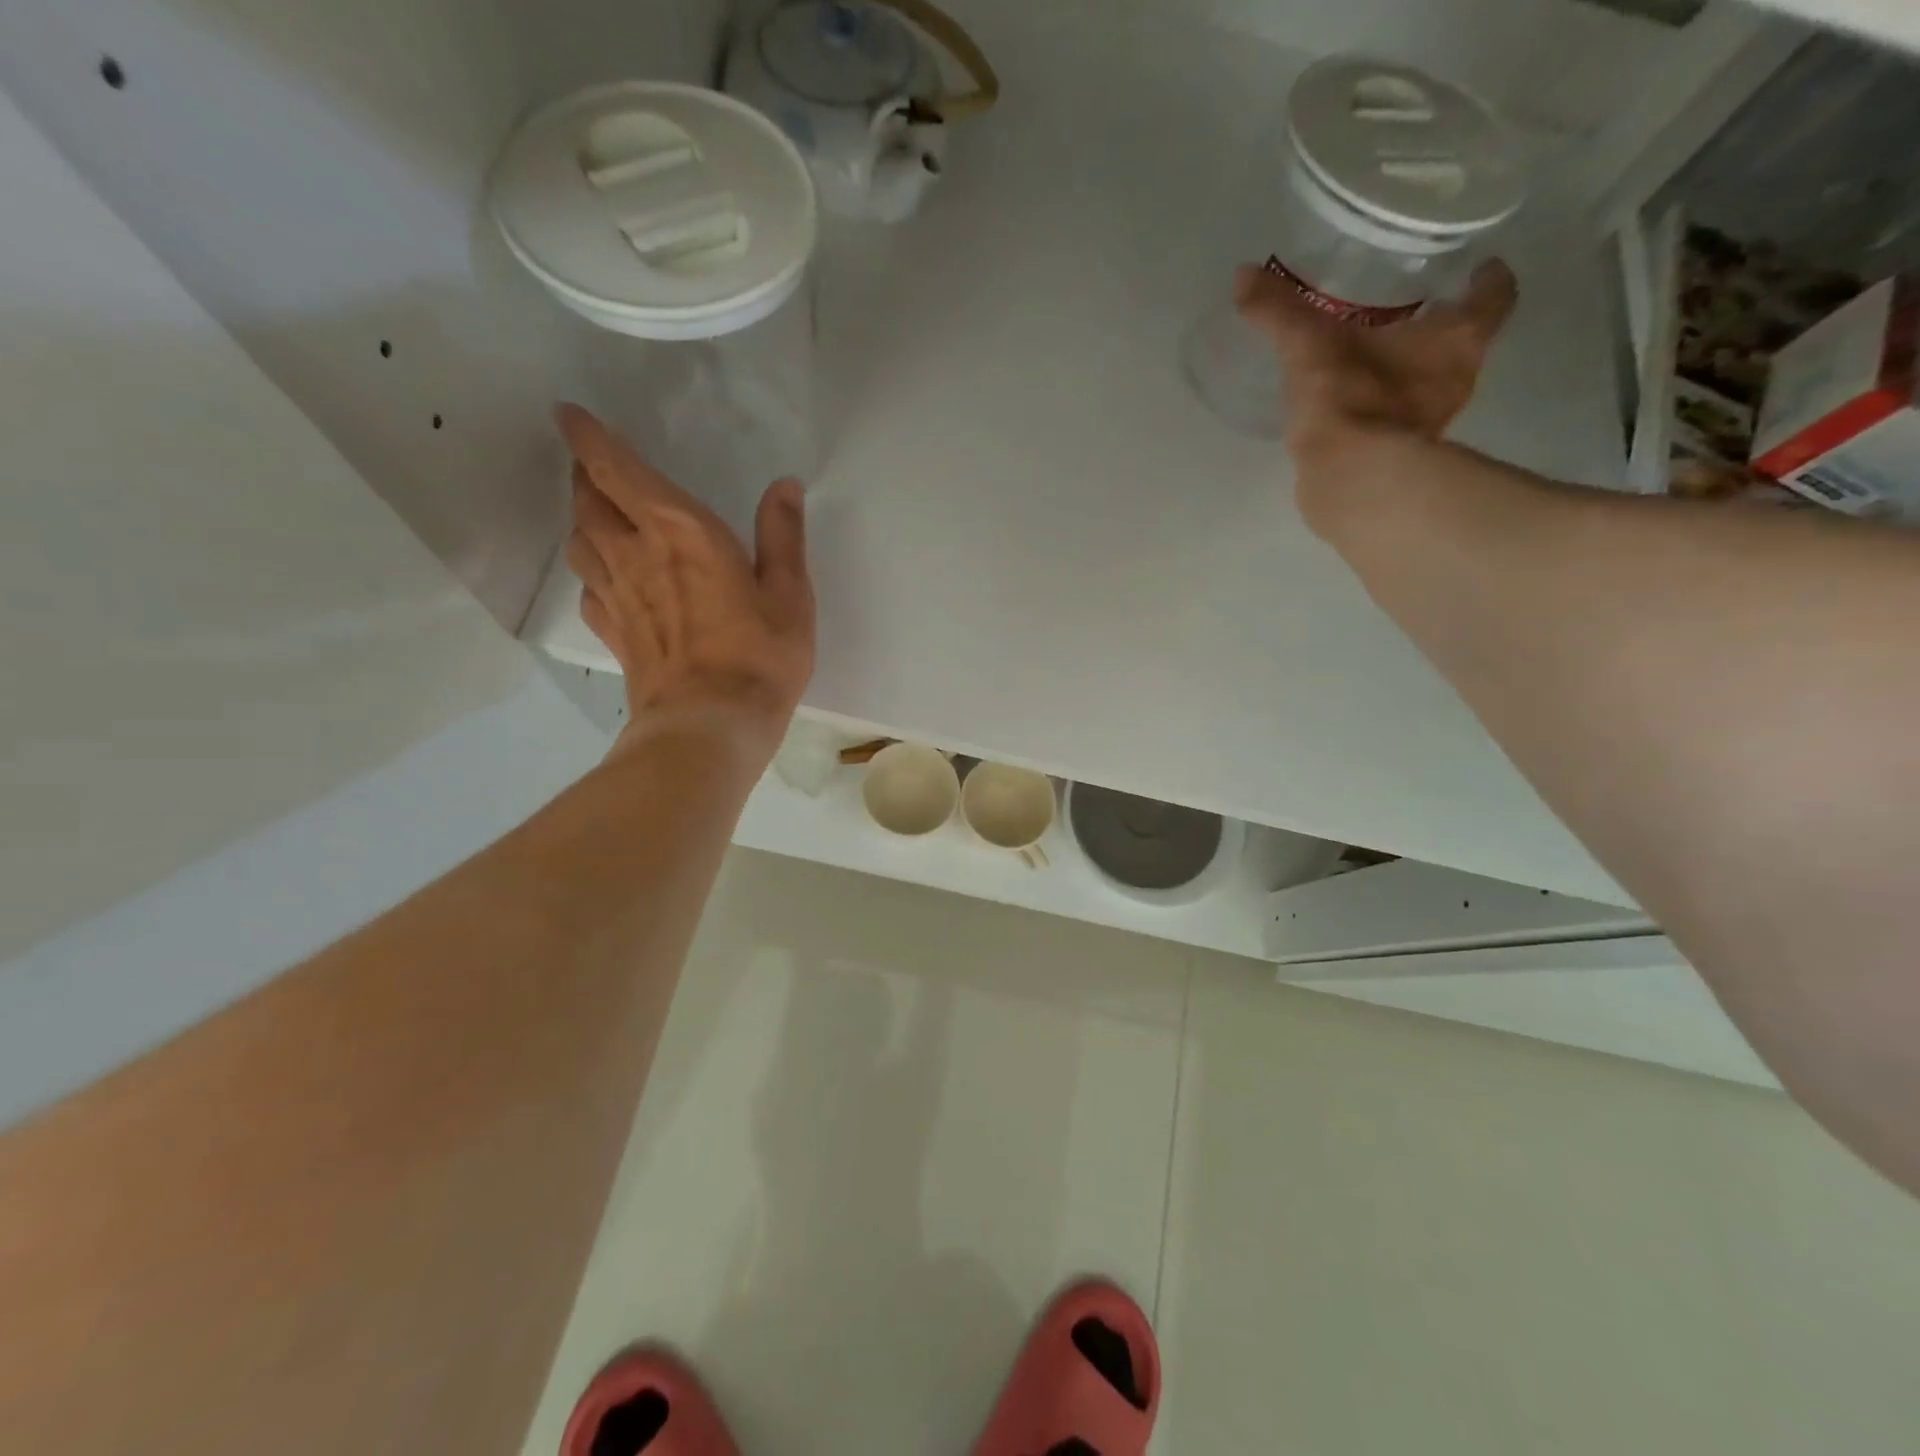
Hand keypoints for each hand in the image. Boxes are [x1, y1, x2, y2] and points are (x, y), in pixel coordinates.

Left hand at [558, 405, 814, 763]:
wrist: (709, 725)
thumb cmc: (758, 656)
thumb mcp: (789, 594)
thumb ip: (784, 536)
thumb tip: (784, 486)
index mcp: (679, 530)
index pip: (615, 468)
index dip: (587, 436)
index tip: (566, 413)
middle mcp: (635, 553)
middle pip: (588, 500)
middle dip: (585, 474)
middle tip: (593, 463)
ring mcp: (617, 596)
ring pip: (580, 541)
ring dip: (582, 518)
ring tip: (597, 513)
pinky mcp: (614, 634)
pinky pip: (589, 589)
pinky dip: (592, 571)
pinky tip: (607, 579)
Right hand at [1237, 259, 1517, 528]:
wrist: (1349, 480)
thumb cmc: (1351, 398)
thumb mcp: (1309, 344)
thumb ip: (1279, 310)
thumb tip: (1243, 274)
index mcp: (1455, 338)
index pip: (1493, 297)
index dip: (1488, 279)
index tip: (1478, 267)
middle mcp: (1457, 379)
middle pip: (1463, 342)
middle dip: (1440, 327)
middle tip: (1411, 310)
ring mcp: (1432, 423)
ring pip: (1432, 385)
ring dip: (1411, 372)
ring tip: (1376, 359)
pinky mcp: (1401, 457)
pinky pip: (1399, 423)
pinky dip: (1384, 411)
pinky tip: (1355, 407)